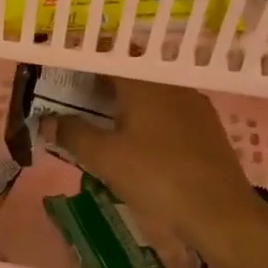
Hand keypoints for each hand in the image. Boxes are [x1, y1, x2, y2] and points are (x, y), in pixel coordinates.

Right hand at [52, 78, 267, 267]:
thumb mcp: (106, 158)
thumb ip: (73, 134)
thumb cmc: (157, 177)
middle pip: (130, 73)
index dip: (85, 61)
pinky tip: (139, 139)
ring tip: (103, 119)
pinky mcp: (206, 127)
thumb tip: (45, 121)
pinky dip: (147, 116)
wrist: (221, 211)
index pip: (109, 56)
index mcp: (143, 83)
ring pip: (151, 92)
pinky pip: (168, 110)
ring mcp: (193, 104)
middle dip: (102, 82)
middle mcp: (170, 84)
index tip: (64, 70)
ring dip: (126, 101)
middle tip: (76, 97)